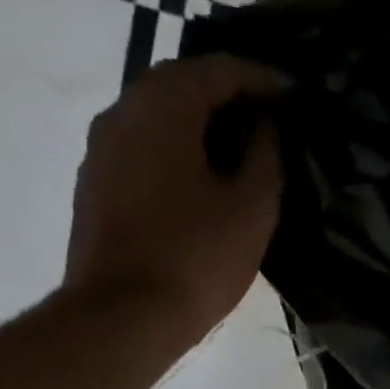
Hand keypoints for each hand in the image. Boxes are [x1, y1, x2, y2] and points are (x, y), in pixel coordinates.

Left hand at [63, 54, 285, 345]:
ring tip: (240, 154)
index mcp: (162, 107)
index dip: (262, 78)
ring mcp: (101, 152)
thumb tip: (267, 129)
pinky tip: (202, 184)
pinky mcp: (95, 188)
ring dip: (199, 127)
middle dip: (228, 98)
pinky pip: (143, 151)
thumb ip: (267, 158)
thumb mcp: (252, 209)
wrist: (122, 319)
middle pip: (181, 86)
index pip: (218, 69)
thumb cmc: (195, 259)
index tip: (294, 96)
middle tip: (269, 122)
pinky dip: (176, 153)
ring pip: (158, 119)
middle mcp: (122, 113)